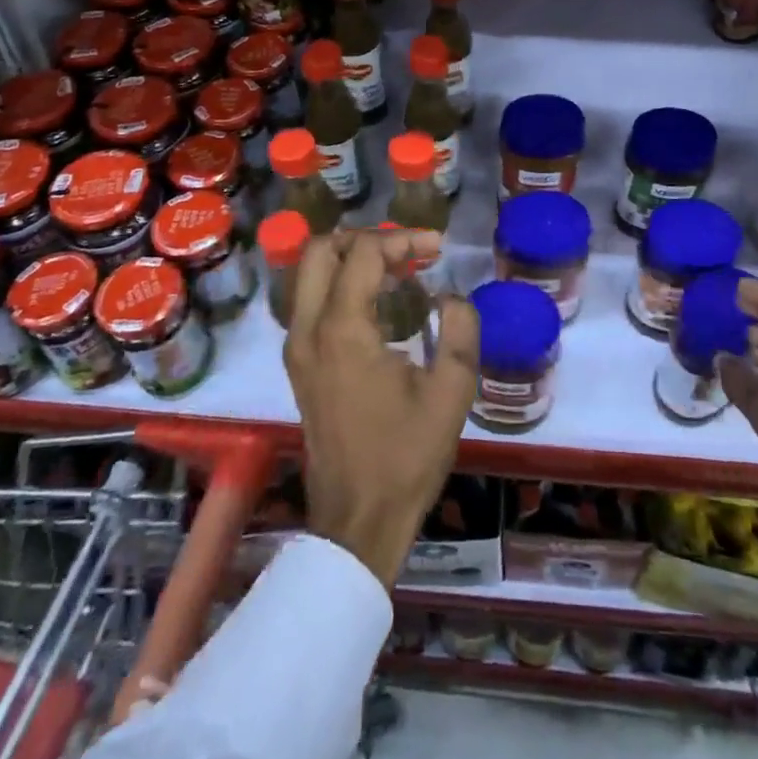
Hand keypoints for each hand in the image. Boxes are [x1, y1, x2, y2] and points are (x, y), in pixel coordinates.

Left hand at [284, 229, 479, 586]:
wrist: (359, 520)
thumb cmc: (406, 456)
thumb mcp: (452, 391)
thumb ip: (460, 329)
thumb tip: (451, 297)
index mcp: (343, 330)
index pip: (363, 253)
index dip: (403, 240)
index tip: (438, 249)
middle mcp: (308, 330)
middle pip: (321, 249)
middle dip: (366, 238)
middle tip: (407, 250)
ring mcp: (297, 347)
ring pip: (310, 273)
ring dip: (350, 258)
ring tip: (397, 269)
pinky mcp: (298, 364)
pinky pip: (311, 300)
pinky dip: (340, 283)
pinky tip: (379, 302)